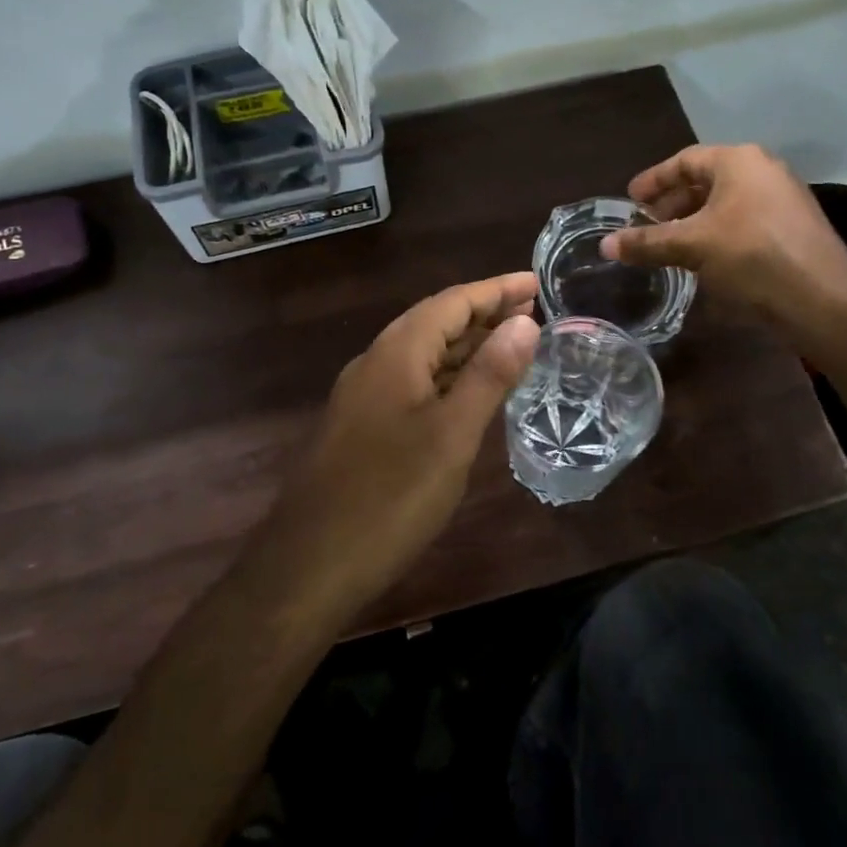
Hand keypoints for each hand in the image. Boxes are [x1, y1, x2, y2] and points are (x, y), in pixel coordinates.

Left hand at [266, 273, 540, 611]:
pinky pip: (414, 383)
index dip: (496, 289)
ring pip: (424, 355)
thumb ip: (489, 375)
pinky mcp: (363, 427)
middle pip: (436, 322)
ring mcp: (365, 396)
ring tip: (514, 344)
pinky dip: (449, 378)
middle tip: (534, 312)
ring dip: (468, 346)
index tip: (537, 281)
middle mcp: (376, 362)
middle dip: (485, 313)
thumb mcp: (452, 435)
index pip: (453, 301)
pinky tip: (472, 394)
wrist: (310, 565)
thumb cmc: (390, 496)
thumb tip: (524, 322)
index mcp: (396, 352)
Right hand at [599, 144, 846, 349]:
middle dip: (673, 201)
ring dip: (694, 219)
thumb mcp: (691, 246)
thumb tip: (605, 245)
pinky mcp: (793, 226)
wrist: (822, 298)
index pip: (685, 160)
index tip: (630, 199)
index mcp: (738, 161)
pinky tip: (704, 256)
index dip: (653, 180)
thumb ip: (646, 242)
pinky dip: (717, 231)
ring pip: (726, 201)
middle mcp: (763, 169)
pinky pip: (744, 218)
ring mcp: (783, 197)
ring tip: (670, 242)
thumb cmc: (751, 256)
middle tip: (647, 223)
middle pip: (706, 179)